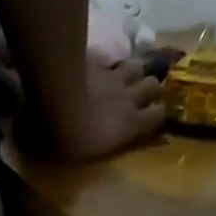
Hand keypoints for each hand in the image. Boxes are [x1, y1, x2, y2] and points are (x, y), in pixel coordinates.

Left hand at [23, 59, 166, 162]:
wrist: (55, 96)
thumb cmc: (69, 138)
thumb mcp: (82, 157)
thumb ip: (98, 150)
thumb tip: (104, 146)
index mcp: (129, 124)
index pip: (157, 117)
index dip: (159, 117)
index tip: (156, 119)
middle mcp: (128, 97)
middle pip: (152, 85)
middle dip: (150, 89)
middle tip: (143, 94)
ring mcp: (113, 75)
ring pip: (136, 65)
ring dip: (134, 71)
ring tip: (128, 75)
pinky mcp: (96, 59)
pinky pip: (107, 58)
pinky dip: (106, 62)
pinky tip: (99, 65)